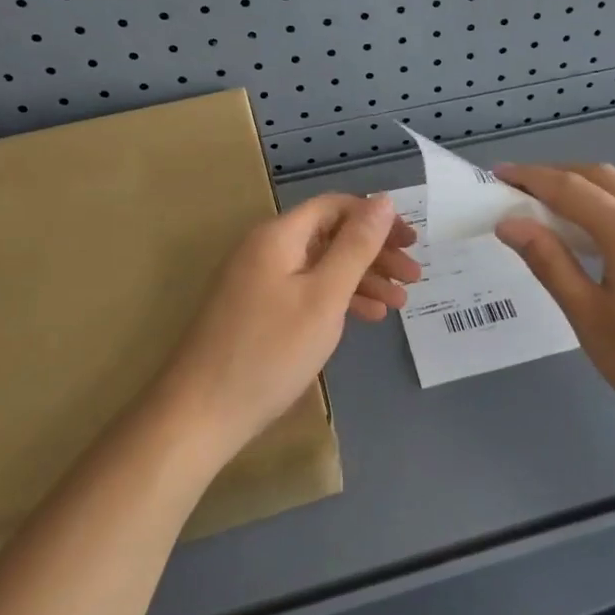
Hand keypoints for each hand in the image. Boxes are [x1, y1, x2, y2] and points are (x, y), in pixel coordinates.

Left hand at [157, 193, 419, 466]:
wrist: (200, 414)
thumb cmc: (270, 351)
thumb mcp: (324, 296)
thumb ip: (356, 246)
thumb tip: (383, 200)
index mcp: (279, 236)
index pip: (336, 206)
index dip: (377, 219)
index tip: (412, 242)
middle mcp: (266, 249)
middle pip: (330, 236)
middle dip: (375, 253)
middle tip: (414, 277)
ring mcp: (258, 281)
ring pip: (321, 266)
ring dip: (362, 279)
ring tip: (400, 303)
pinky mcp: (257, 310)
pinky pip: (306, 290)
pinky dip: (337, 299)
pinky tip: (367, 318)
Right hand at [493, 164, 614, 435]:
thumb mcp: (589, 316)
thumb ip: (549, 262)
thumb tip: (510, 224)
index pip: (571, 189)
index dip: (530, 178)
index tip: (497, 174)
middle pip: (599, 177)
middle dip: (555, 174)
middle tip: (517, 188)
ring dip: (581, 189)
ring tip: (544, 209)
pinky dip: (604, 207)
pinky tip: (587, 235)